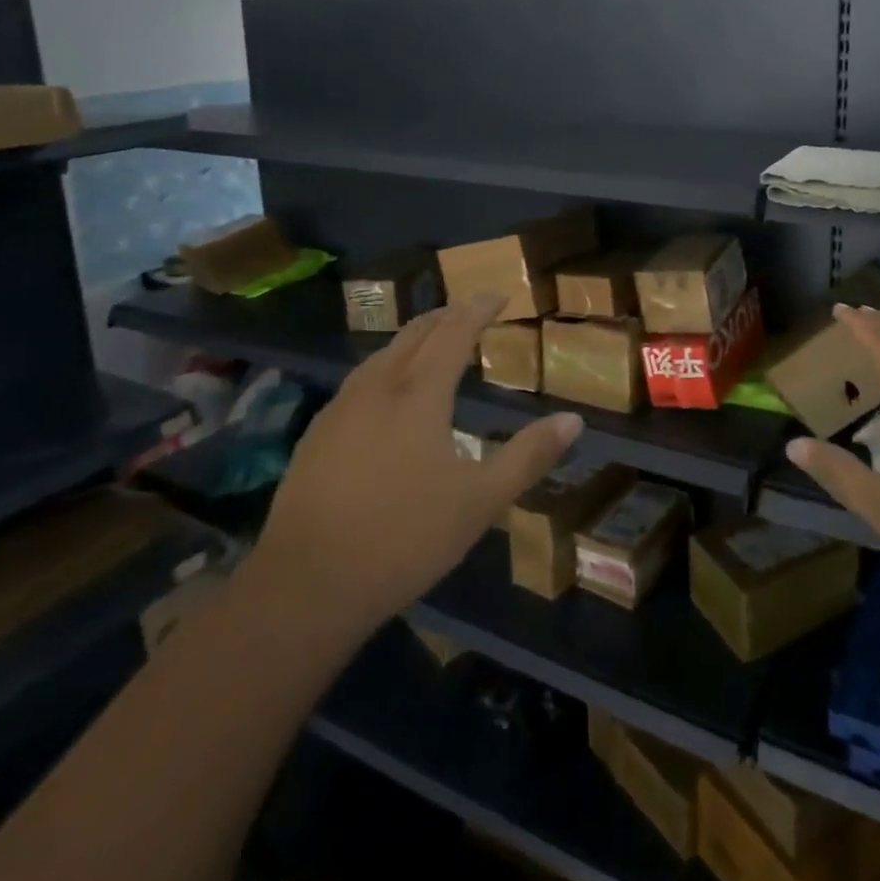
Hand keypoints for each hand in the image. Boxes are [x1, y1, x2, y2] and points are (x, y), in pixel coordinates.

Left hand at [257, 295, 582, 630]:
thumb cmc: (404, 538)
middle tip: (471, 311)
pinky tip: (387, 392)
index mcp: (419, 393)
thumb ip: (529, 456)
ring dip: (414, 339)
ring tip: (434, 343)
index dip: (478, 309)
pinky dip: (387, 366)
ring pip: (383, 354)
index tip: (498, 295)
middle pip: (415, 333)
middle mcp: (378, 387)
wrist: (306, 585)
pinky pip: (361, 380)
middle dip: (446, 315)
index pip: (454, 332)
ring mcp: (341, 409)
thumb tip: (573, 419)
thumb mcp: (480, 501)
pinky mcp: (317, 434)